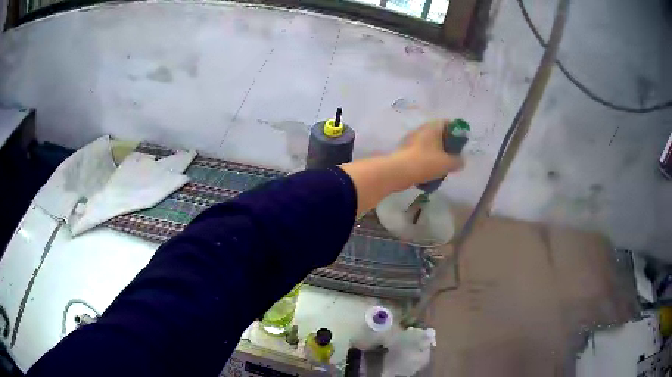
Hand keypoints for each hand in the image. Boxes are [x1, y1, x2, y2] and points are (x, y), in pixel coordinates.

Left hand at [395, 120, 464, 183]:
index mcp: (432, 126)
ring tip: (442, 167)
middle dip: (446, 146)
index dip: (456, 132)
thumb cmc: (425, 162)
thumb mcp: (447, 163)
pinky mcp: (404, 150)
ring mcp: (411, 139)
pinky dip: (426, 160)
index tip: (460, 145)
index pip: (447, 123)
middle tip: (452, 158)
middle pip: (438, 134)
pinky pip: (420, 153)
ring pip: (429, 145)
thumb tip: (461, 161)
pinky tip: (430, 172)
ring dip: (436, 154)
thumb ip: (458, 161)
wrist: (398, 171)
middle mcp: (421, 129)